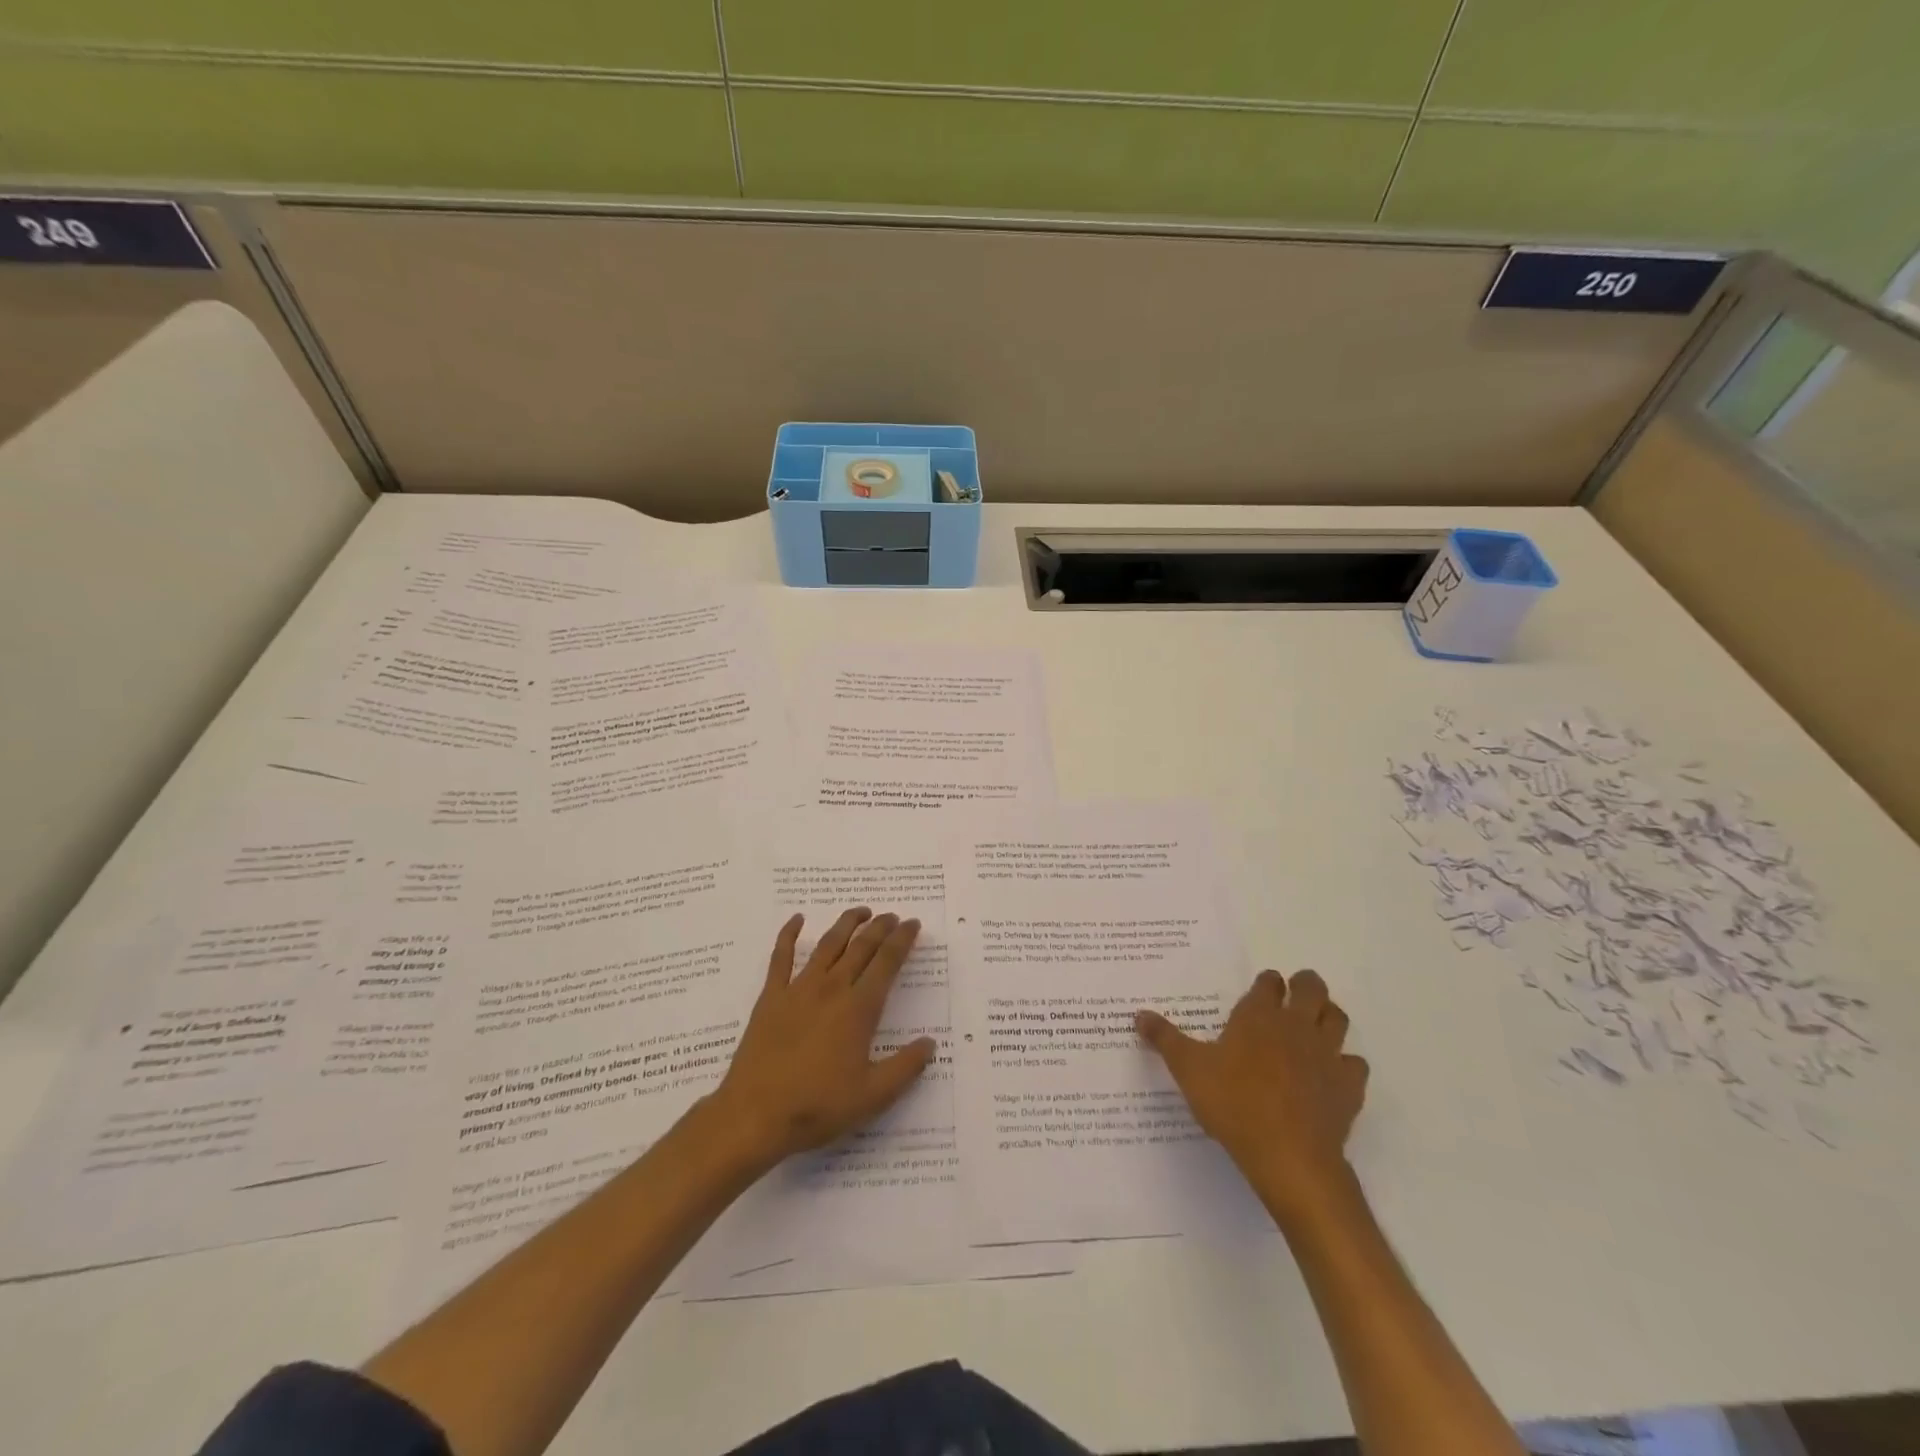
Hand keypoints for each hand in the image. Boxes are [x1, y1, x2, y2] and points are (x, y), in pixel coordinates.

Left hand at [703, 907, 934, 1175]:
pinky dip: (789, 934)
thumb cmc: (818, 1106)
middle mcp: (832, 989)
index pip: (887, 963)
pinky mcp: (771, 997)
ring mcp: (798, 989)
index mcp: (858, 1009)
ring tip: (860, 911)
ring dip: (846, 924)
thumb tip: (930, 1043)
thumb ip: (906, 1067)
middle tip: (892, 916)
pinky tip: (797, 920)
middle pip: (861, 947)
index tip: (913, 924)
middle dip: (880, 928)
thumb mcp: (873, 1095)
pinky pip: (781, 957)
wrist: (755, 1115)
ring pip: (828, 945)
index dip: (902, 940)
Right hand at [1136, 969, 1367, 1215]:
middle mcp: (1296, 1025)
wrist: (1289, 1156)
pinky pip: (1354, 1064)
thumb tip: (1139, 1014)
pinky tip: (1331, 1075)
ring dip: (1328, 1016)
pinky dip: (1345, 1064)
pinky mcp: (1348, 1086)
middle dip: (1304, 986)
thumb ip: (1165, 1039)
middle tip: (1293, 996)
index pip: (1268, 982)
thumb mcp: (1188, 1069)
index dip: (1266, 984)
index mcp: (1258, 1015)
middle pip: (1312, 988)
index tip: (1260, 990)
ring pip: (1338, 1019)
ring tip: (1314, 1026)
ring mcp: (1327, 1054)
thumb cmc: (1234, 1103)